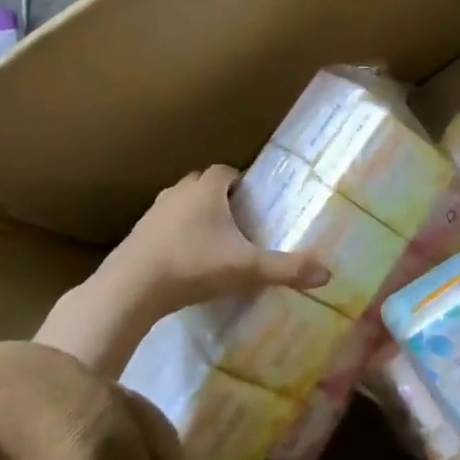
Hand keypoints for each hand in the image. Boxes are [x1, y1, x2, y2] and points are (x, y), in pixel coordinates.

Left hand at [35, 167, 330, 376]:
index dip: (240, 181)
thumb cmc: (194, 265)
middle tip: (237, 220)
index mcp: (207, 190)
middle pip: (201, 184)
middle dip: (218, 197)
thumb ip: (287, 269)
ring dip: (194, 215)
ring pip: (179, 204)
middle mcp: (178, 192)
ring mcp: (153, 213)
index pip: (226, 170)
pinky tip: (184, 260)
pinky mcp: (136, 235)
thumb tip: (328, 274)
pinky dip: (174, 235)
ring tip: (212, 240)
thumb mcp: (247, 269)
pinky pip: (162, 226)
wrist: (130, 288)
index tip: (252, 200)